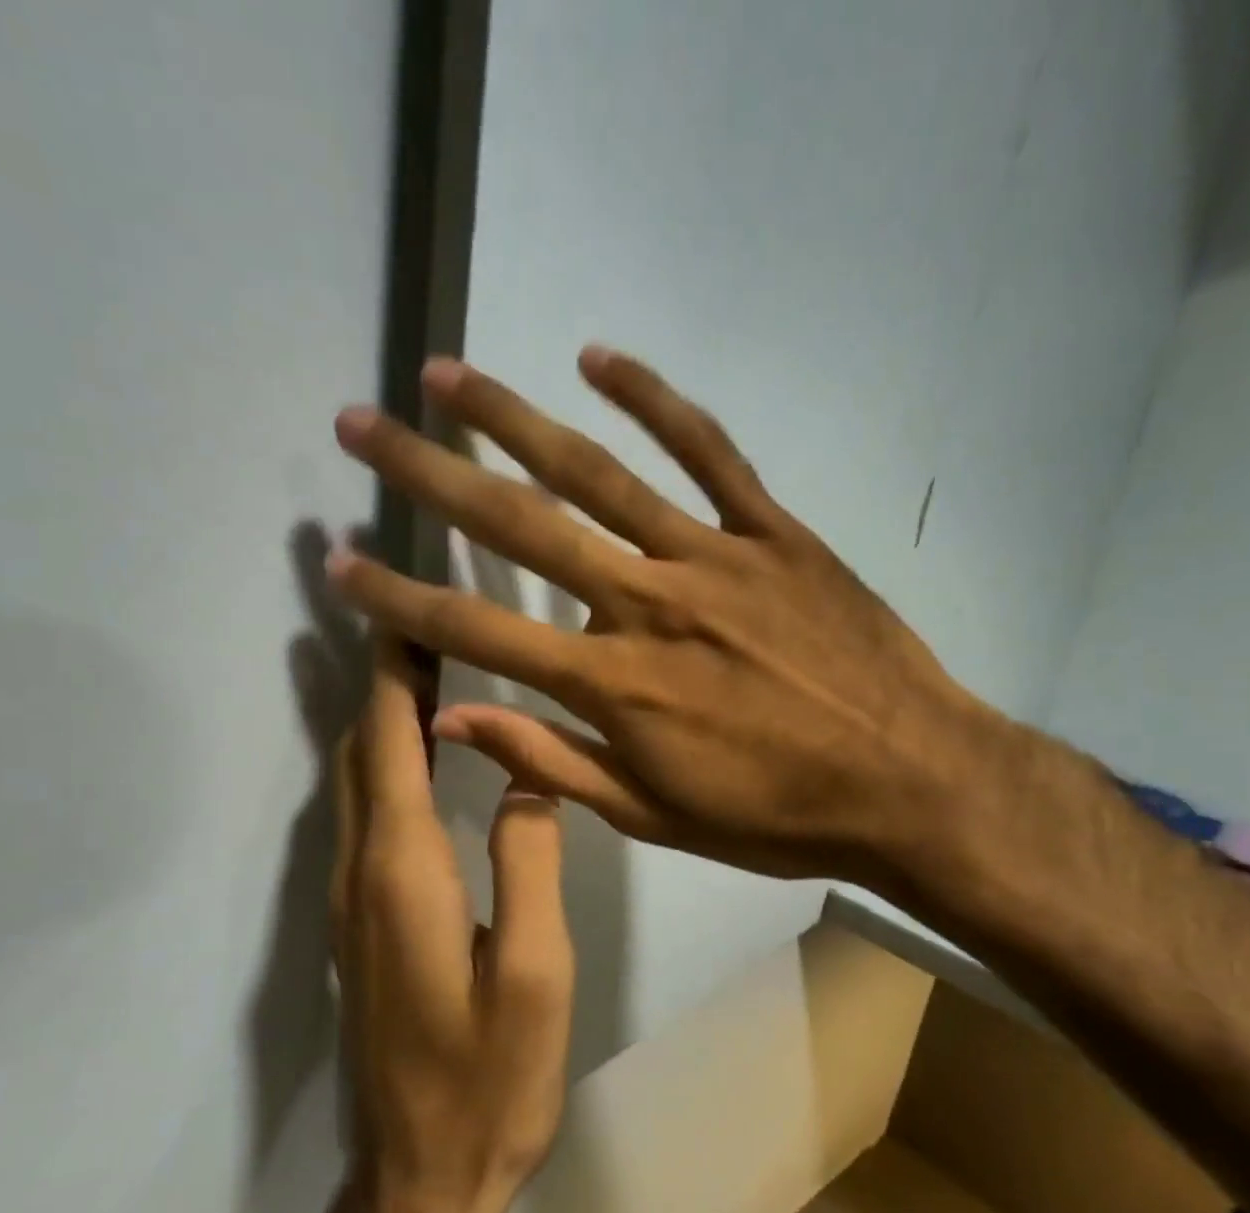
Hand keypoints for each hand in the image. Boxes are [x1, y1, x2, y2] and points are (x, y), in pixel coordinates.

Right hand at [327, 347, 1008, 893]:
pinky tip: (596, 358)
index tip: (338, 559)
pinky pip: (708, 451)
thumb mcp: (655, 815)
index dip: (400, 597)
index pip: (479, 632)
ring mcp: (714, 556)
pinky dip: (653, 400)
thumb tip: (454, 721)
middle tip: (361, 424)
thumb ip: (552, 762)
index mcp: (614, 684)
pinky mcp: (774, 533)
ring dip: (513, 418)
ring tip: (447, 374)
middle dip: (429, 474)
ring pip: (598, 472)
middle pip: (519, 527)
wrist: (911, 782)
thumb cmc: (777, 815)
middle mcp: (647, 603)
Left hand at [330, 634, 574, 1212]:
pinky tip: (420, 760)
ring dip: (381, 720)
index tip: (401, 609)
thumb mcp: (536, 974)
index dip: (393, 671)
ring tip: (424, 671)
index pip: (390, 743)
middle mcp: (362, 872)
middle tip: (419, 620)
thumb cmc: (487, 1081)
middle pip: (362, 752)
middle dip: (383, 680)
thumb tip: (532, 779)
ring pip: (357, 784)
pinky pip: (365, 819)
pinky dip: (385, 767)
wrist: (418, 1179)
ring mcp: (350, 902)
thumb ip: (529, 864)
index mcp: (404, 872)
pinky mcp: (358, 926)